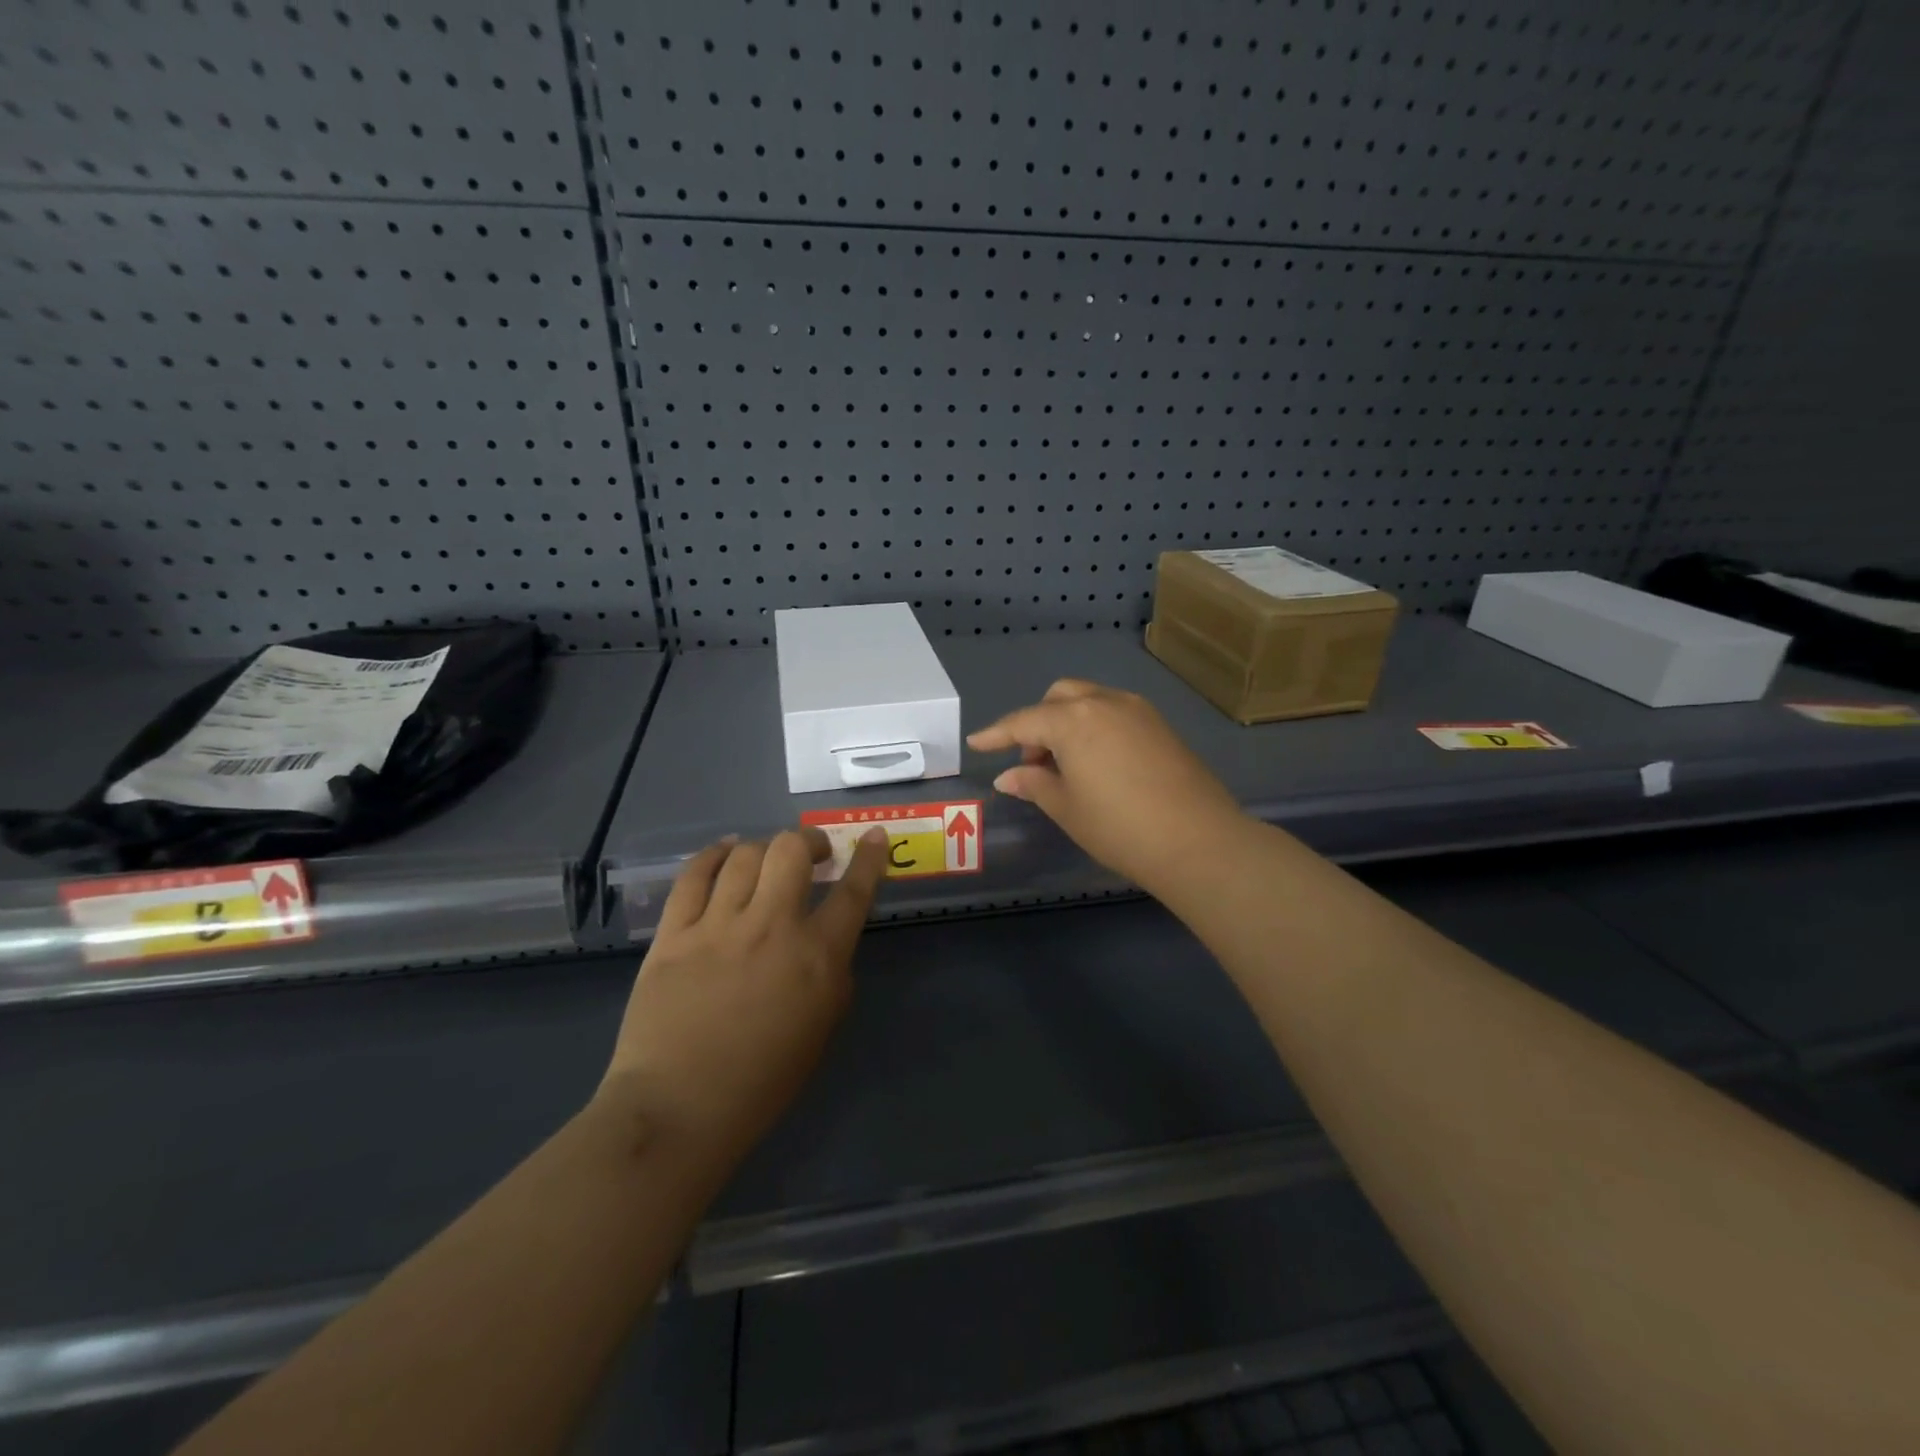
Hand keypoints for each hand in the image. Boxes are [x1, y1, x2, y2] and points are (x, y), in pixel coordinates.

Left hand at [599, 827, 888, 1164]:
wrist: (679, 1107)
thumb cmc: (762, 1081)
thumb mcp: (822, 1027)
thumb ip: (831, 974)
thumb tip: (824, 939)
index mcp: (816, 957)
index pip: (853, 892)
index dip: (868, 858)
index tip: (875, 836)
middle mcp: (771, 927)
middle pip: (792, 851)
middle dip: (809, 841)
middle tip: (813, 852)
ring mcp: (718, 926)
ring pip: (745, 855)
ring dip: (765, 848)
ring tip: (768, 858)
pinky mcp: (674, 933)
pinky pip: (694, 875)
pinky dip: (714, 855)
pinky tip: (726, 851)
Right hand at [968, 680, 1245, 893]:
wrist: (1198, 841)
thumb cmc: (1119, 827)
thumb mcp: (1067, 808)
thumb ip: (1034, 784)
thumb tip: (1008, 775)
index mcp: (1073, 720)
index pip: (1024, 721)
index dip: (997, 733)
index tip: (976, 743)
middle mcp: (1105, 703)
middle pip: (1059, 697)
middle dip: (1038, 722)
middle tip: (1034, 763)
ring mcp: (1138, 710)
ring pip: (1089, 700)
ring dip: (1067, 722)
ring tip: (1066, 766)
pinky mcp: (1161, 725)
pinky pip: (1115, 712)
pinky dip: (1094, 726)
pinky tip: (1098, 763)